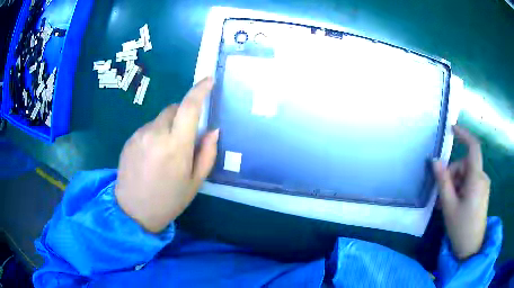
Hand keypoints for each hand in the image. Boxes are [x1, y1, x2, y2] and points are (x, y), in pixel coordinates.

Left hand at [115, 78, 218, 232]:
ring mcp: (139, 135)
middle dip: (183, 114)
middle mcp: (156, 134)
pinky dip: (155, 134)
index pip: (190, 107)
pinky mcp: (129, 140)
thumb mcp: (195, 182)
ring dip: (167, 126)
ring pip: (159, 119)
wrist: (133, 212)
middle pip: (173, 108)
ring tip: (165, 153)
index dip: (200, 90)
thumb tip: (213, 130)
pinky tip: (151, 156)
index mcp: (176, 146)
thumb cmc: (168, 200)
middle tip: (185, 137)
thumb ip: (207, 153)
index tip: (208, 80)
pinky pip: (147, 128)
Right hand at [432, 125, 490, 259]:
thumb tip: (435, 160)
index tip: (451, 129)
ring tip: (446, 204)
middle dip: (452, 175)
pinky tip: (454, 204)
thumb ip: (443, 181)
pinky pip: (470, 183)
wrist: (471, 249)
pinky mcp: (482, 192)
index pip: (473, 147)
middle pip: (465, 164)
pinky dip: (460, 189)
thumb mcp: (449, 206)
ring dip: (455, 184)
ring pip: (466, 175)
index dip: (463, 134)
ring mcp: (483, 186)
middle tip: (441, 194)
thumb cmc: (460, 228)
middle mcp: (482, 177)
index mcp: (476, 178)